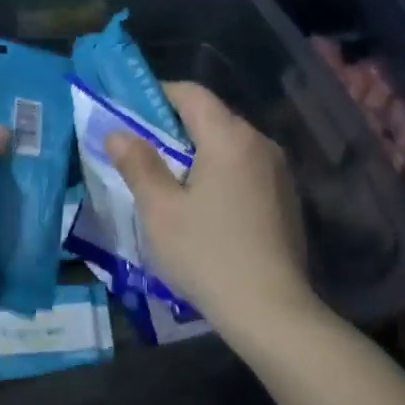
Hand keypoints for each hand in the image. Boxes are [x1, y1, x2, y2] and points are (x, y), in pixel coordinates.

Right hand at [106, 82, 316, 336]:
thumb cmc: (208, 255)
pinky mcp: (286, 198)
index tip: (129, 111)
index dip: (158, 94)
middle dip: (174, 126)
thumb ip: (138, 165)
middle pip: (212, 117)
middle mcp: (260, 143)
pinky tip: (205, 206)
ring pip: (230, 145)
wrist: (272, 310)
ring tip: (168, 180)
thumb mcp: (160, 211)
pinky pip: (246, 169)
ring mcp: (279, 171)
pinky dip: (220, 172)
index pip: (191, 94)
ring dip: (198, 151)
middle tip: (141, 150)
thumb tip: (118, 133)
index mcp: (230, 137)